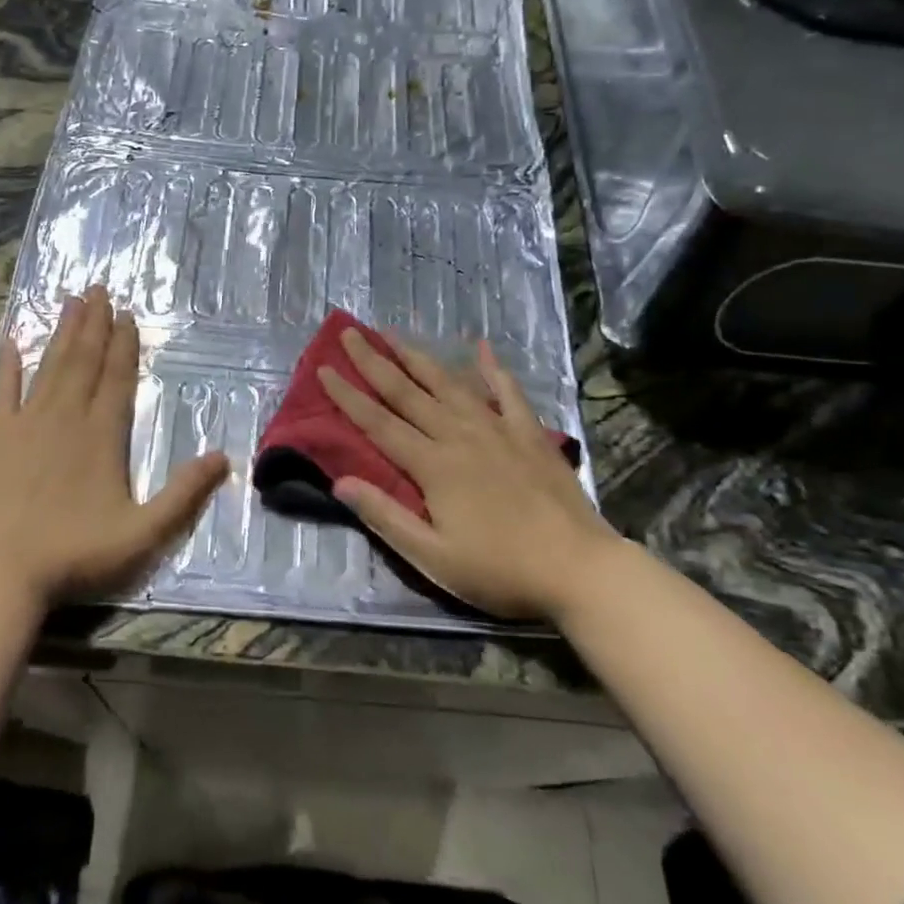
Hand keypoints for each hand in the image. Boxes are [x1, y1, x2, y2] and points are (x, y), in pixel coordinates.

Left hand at [0, 285, 228, 604]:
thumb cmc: (75, 554)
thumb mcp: (144, 533)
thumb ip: (184, 494)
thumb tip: (223, 456)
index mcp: (102, 435)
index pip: (118, 378)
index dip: (125, 345)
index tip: (128, 314)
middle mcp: (65, 417)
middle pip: (84, 361)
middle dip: (94, 324)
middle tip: (99, 289)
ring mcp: (26, 424)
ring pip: (49, 366)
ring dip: (62, 333)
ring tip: (71, 301)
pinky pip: (2, 390)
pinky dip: (7, 365)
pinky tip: (11, 342)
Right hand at [317, 329, 628, 619]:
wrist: (579, 568)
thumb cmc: (500, 570)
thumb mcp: (433, 556)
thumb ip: (385, 516)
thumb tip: (340, 482)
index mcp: (433, 465)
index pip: (378, 423)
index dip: (348, 396)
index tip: (324, 368)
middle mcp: (459, 435)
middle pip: (408, 392)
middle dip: (374, 362)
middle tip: (350, 333)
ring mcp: (497, 429)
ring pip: (449, 384)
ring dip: (418, 357)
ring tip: (394, 334)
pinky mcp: (529, 433)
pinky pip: (507, 392)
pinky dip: (492, 368)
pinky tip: (481, 347)